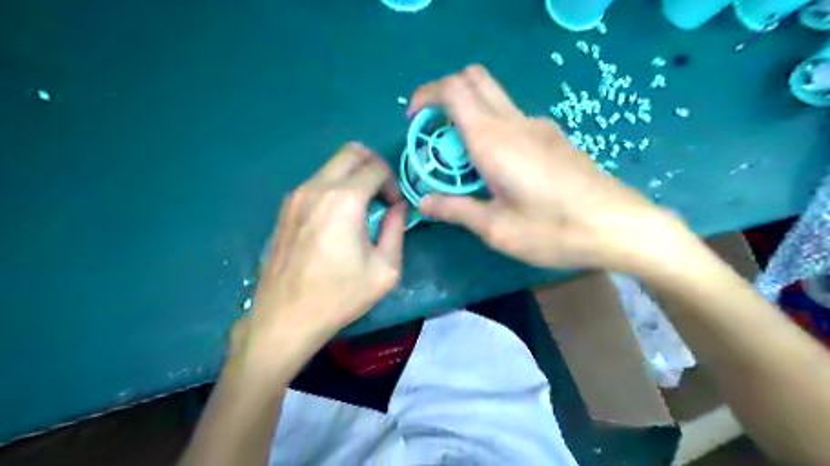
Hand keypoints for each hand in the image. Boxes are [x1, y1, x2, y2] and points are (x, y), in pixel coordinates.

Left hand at [248, 144, 407, 349]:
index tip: (395, 208)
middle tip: (382, 195)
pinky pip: (317, 183)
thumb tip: (399, 207)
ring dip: (353, 178)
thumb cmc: (340, 295)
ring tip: (361, 210)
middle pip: (351, 152)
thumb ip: (397, 229)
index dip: (393, 183)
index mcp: (344, 200)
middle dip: (374, 166)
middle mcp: (317, 188)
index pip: (376, 168)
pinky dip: (335, 188)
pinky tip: (338, 220)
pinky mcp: (285, 208)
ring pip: (332, 166)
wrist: (286, 318)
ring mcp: (296, 196)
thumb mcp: (385, 268)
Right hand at [408, 64, 688, 270]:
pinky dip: (492, 128)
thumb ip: (456, 210)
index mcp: (494, 140)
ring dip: (470, 114)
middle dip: (446, 95)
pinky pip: (513, 119)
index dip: (426, 96)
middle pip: (474, 79)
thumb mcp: (496, 228)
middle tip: (436, 132)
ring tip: (465, 160)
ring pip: (494, 97)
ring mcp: (539, 126)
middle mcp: (515, 122)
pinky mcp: (554, 137)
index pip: (453, 90)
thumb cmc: (553, 229)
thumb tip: (424, 203)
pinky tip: (499, 168)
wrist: (619, 227)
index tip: (414, 120)